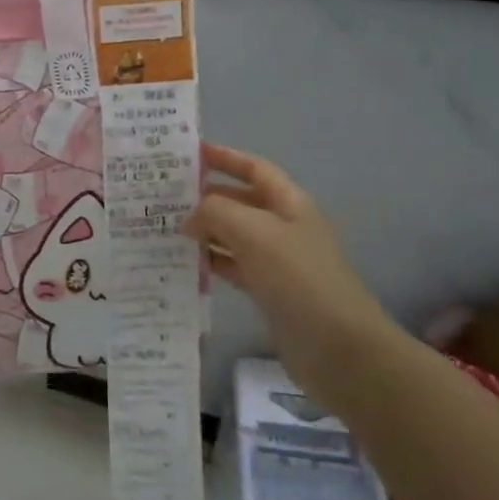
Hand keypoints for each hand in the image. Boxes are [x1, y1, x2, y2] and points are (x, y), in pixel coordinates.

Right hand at [186, 143, 402, 385]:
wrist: (337, 346)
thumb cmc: (298, 277)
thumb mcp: (254, 232)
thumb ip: (216, 213)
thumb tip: (190, 218)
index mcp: (289, 203)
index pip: (254, 169)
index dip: (225, 157)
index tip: (189, 153)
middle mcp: (283, 226)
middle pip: (240, 201)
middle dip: (205, 196)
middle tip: (162, 195)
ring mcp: (276, 261)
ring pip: (232, 235)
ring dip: (203, 230)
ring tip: (163, 228)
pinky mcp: (268, 291)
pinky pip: (232, 266)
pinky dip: (210, 262)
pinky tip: (183, 264)